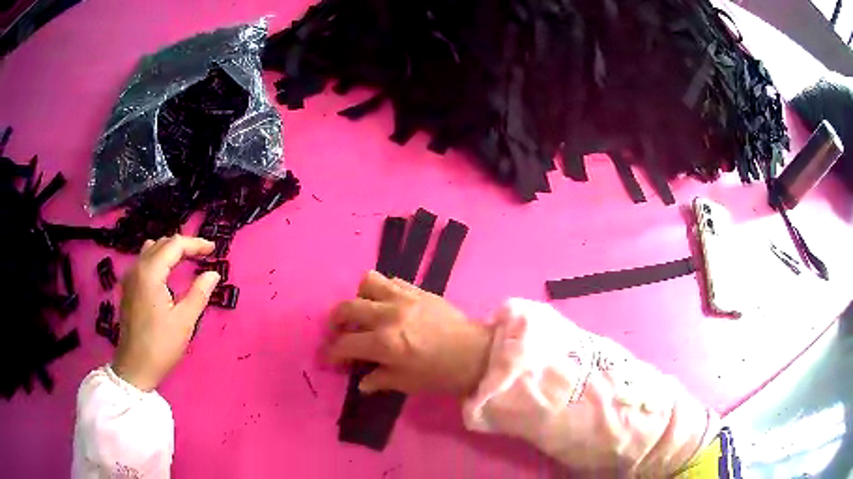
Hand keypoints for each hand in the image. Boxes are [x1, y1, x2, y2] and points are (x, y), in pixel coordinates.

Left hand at [112, 235, 220, 391]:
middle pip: (162, 243)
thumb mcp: (184, 321)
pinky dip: (159, 260)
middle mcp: (137, 268)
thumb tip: (213, 273)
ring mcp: (130, 277)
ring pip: (151, 250)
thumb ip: (199, 293)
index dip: (195, 244)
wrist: (135, 367)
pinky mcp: (128, 288)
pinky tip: (168, 275)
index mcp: (150, 272)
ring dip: (170, 251)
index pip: (174, 245)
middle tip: (203, 255)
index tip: (213, 249)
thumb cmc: (160, 345)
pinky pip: (144, 262)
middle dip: (183, 245)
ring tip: (186, 261)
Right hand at [327, 271, 493, 395]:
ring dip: (359, 297)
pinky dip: (382, 290)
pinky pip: (391, 280)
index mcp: (384, 343)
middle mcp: (389, 315)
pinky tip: (387, 305)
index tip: (329, 357)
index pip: (345, 344)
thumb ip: (378, 379)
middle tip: (339, 331)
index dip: (332, 352)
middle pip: (347, 308)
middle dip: (335, 321)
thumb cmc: (441, 374)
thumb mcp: (407, 383)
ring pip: (367, 282)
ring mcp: (404, 298)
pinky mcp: (418, 290)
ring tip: (365, 311)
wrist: (477, 354)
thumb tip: (361, 382)